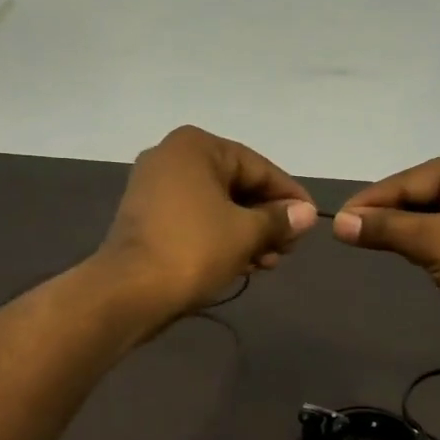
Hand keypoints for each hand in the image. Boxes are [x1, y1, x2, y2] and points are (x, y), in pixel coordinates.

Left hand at [98, 126, 317, 320]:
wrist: (129, 292)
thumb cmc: (193, 250)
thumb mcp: (246, 232)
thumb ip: (279, 219)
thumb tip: (306, 214)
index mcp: (196, 147)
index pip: (258, 167)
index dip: (289, 195)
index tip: (310, 221)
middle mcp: (171, 157)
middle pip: (236, 185)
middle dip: (266, 219)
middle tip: (289, 249)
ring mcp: (154, 188)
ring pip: (216, 206)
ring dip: (247, 233)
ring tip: (269, 263)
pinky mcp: (146, 218)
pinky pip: (195, 220)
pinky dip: (220, 238)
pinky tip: (243, 264)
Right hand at [332, 146, 439, 339]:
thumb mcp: (435, 243)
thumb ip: (386, 229)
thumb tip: (339, 223)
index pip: (408, 180)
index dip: (370, 203)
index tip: (335, 222)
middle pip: (420, 194)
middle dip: (388, 217)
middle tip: (349, 237)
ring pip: (432, 214)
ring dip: (407, 232)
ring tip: (372, 246)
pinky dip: (427, 242)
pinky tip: (410, 255)